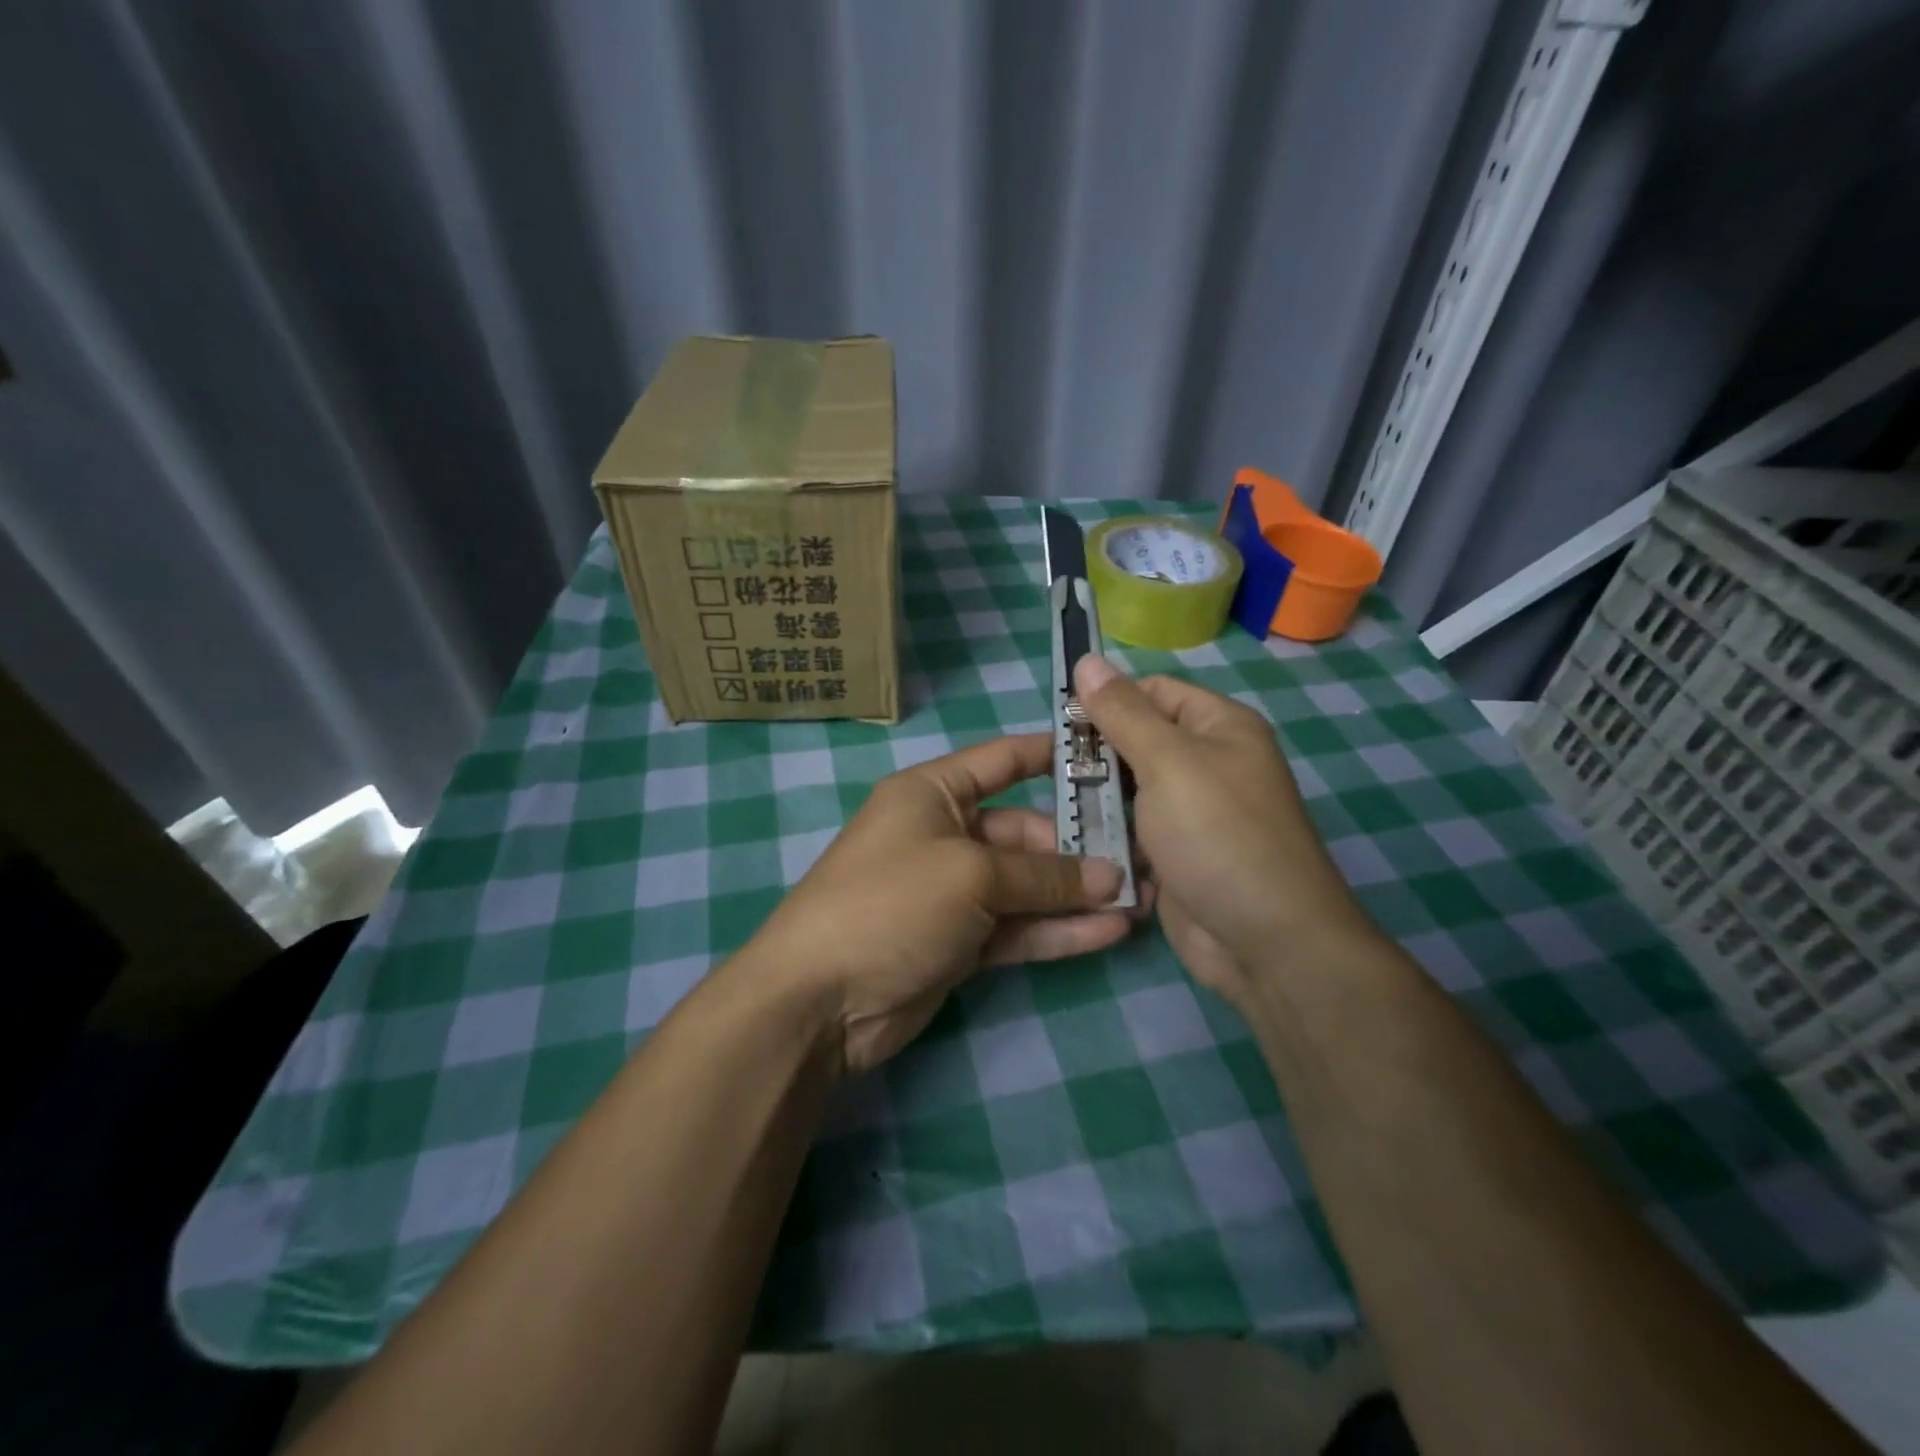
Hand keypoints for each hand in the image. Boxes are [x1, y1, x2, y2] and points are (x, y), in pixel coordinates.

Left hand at [737, 734, 1144, 1074]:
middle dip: (1077, 847)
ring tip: (1141, 897)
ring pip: (1026, 886)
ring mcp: (951, 893)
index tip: (1107, 755)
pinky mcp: (958, 943)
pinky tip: (1110, 932)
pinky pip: (1017, 928)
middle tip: (1139, 857)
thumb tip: (1110, 878)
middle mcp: (943, 835)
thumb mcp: (971, 875)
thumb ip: (1044, 876)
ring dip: (1077, 893)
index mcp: (932, 794)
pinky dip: (1057, 930)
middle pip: (1022, 831)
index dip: (1050, 754)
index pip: (1001, 760)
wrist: (820, 999)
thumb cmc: (891, 903)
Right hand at [1073, 655, 1375, 1006]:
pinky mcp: (1177, 855)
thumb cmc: (1218, 835)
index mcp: (1219, 727)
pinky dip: (1109, 835)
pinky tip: (1076, 842)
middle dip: (1096, 754)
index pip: (1152, 692)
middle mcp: (1209, 764)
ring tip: (1056, 808)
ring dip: (1097, 798)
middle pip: (1137, 740)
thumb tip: (1087, 659)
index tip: (1061, 723)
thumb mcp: (1168, 762)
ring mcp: (1193, 814)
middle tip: (1052, 770)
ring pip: (1129, 790)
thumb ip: (1122, 713)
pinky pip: (1134, 832)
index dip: (1108, 700)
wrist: (1265, 942)